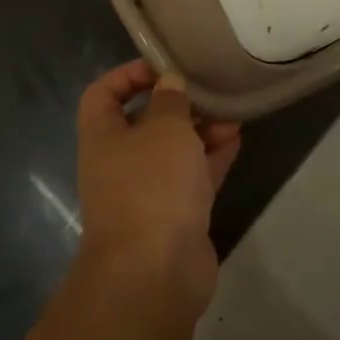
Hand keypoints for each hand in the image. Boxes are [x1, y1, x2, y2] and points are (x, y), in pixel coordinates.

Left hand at [74, 61, 240, 328]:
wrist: (155, 273)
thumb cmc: (151, 186)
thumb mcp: (164, 129)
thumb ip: (170, 100)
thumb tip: (170, 83)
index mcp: (102, 138)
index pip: (103, 94)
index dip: (128, 74)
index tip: (163, 66)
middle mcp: (120, 163)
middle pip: (145, 122)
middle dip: (177, 104)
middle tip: (207, 89)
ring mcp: (147, 192)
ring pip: (173, 151)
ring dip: (200, 130)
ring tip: (232, 113)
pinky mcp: (174, 216)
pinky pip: (193, 177)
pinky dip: (212, 157)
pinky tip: (236, 139)